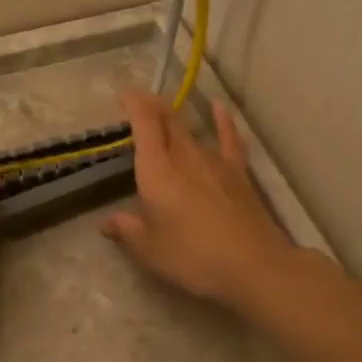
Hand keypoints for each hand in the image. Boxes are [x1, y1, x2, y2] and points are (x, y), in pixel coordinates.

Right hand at [101, 91, 293, 312]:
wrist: (253, 266)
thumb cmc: (193, 257)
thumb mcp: (150, 250)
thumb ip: (127, 230)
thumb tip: (108, 222)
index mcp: (157, 171)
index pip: (144, 123)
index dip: (134, 104)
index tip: (123, 96)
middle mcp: (184, 157)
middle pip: (167, 121)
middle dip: (151, 107)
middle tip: (138, 104)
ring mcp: (214, 161)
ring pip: (191, 131)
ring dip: (175, 119)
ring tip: (164, 113)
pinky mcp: (237, 172)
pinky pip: (228, 138)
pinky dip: (222, 121)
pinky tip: (219, 107)